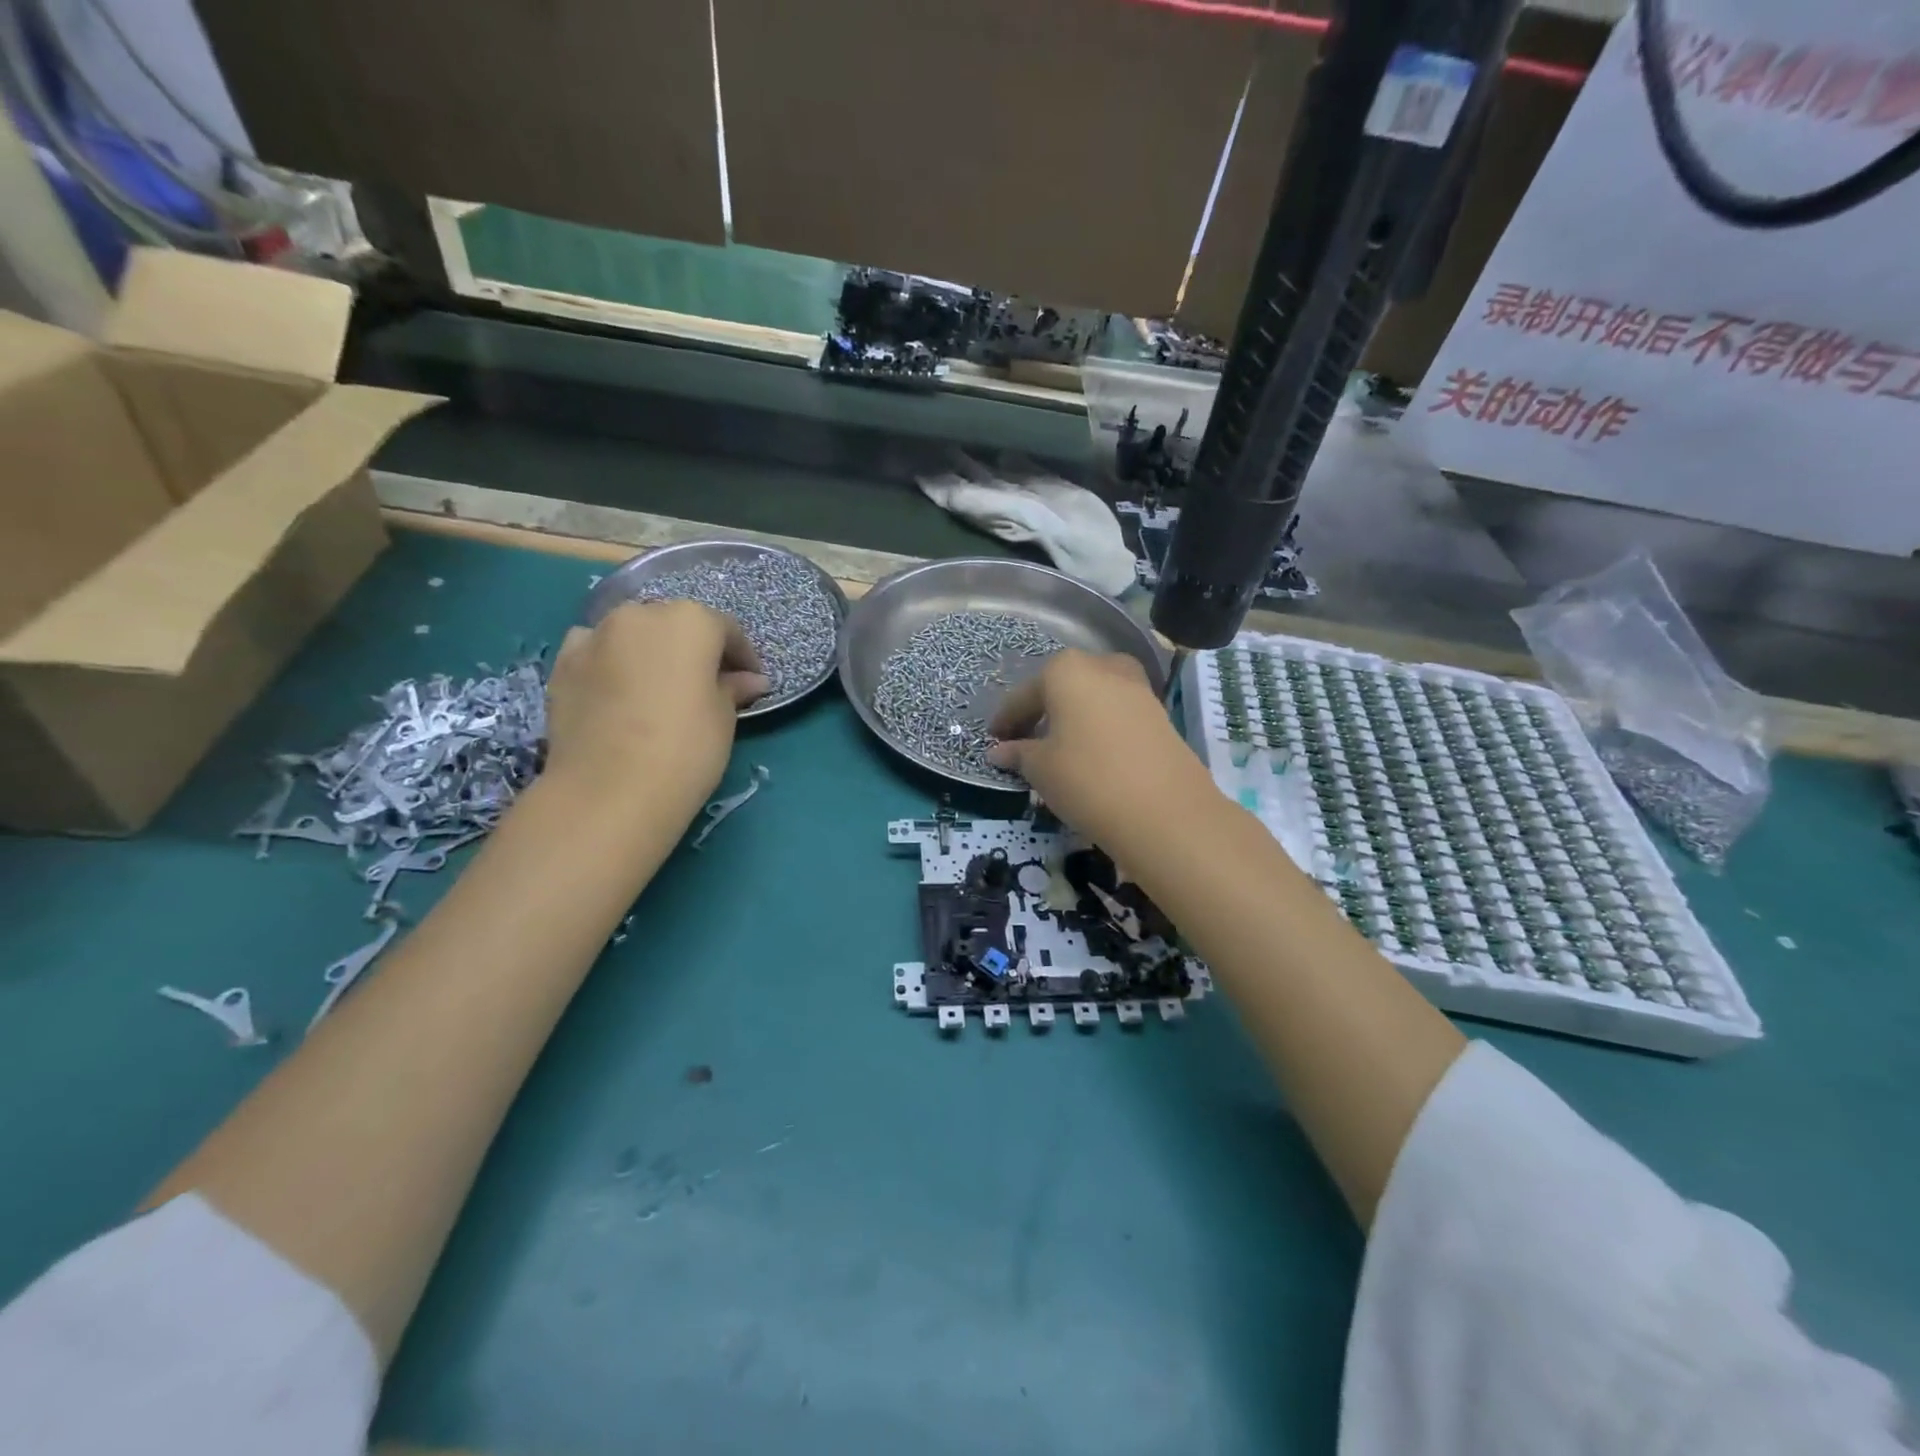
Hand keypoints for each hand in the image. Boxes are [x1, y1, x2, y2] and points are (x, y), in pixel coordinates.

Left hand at [545, 600, 768, 802]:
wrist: (607, 791)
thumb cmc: (685, 748)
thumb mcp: (724, 719)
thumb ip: (733, 689)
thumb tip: (748, 680)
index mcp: (690, 621)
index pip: (726, 630)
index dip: (742, 657)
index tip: (750, 683)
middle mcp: (641, 614)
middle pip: (676, 625)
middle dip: (694, 651)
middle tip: (707, 686)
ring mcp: (595, 636)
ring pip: (632, 634)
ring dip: (650, 653)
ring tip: (658, 689)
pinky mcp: (562, 664)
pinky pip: (595, 651)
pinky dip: (610, 663)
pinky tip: (618, 692)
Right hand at [987, 650, 1216, 853]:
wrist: (1166, 811)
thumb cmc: (1087, 779)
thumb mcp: (1041, 769)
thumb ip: (1018, 754)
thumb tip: (1000, 752)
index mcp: (1066, 670)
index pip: (1024, 695)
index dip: (1006, 720)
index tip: (994, 740)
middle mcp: (1104, 667)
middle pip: (1062, 687)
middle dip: (1042, 712)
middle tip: (1025, 741)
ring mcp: (1137, 688)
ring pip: (1093, 698)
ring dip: (1073, 718)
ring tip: (1059, 749)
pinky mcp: (1160, 715)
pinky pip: (1117, 714)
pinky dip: (1099, 728)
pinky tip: (1092, 755)